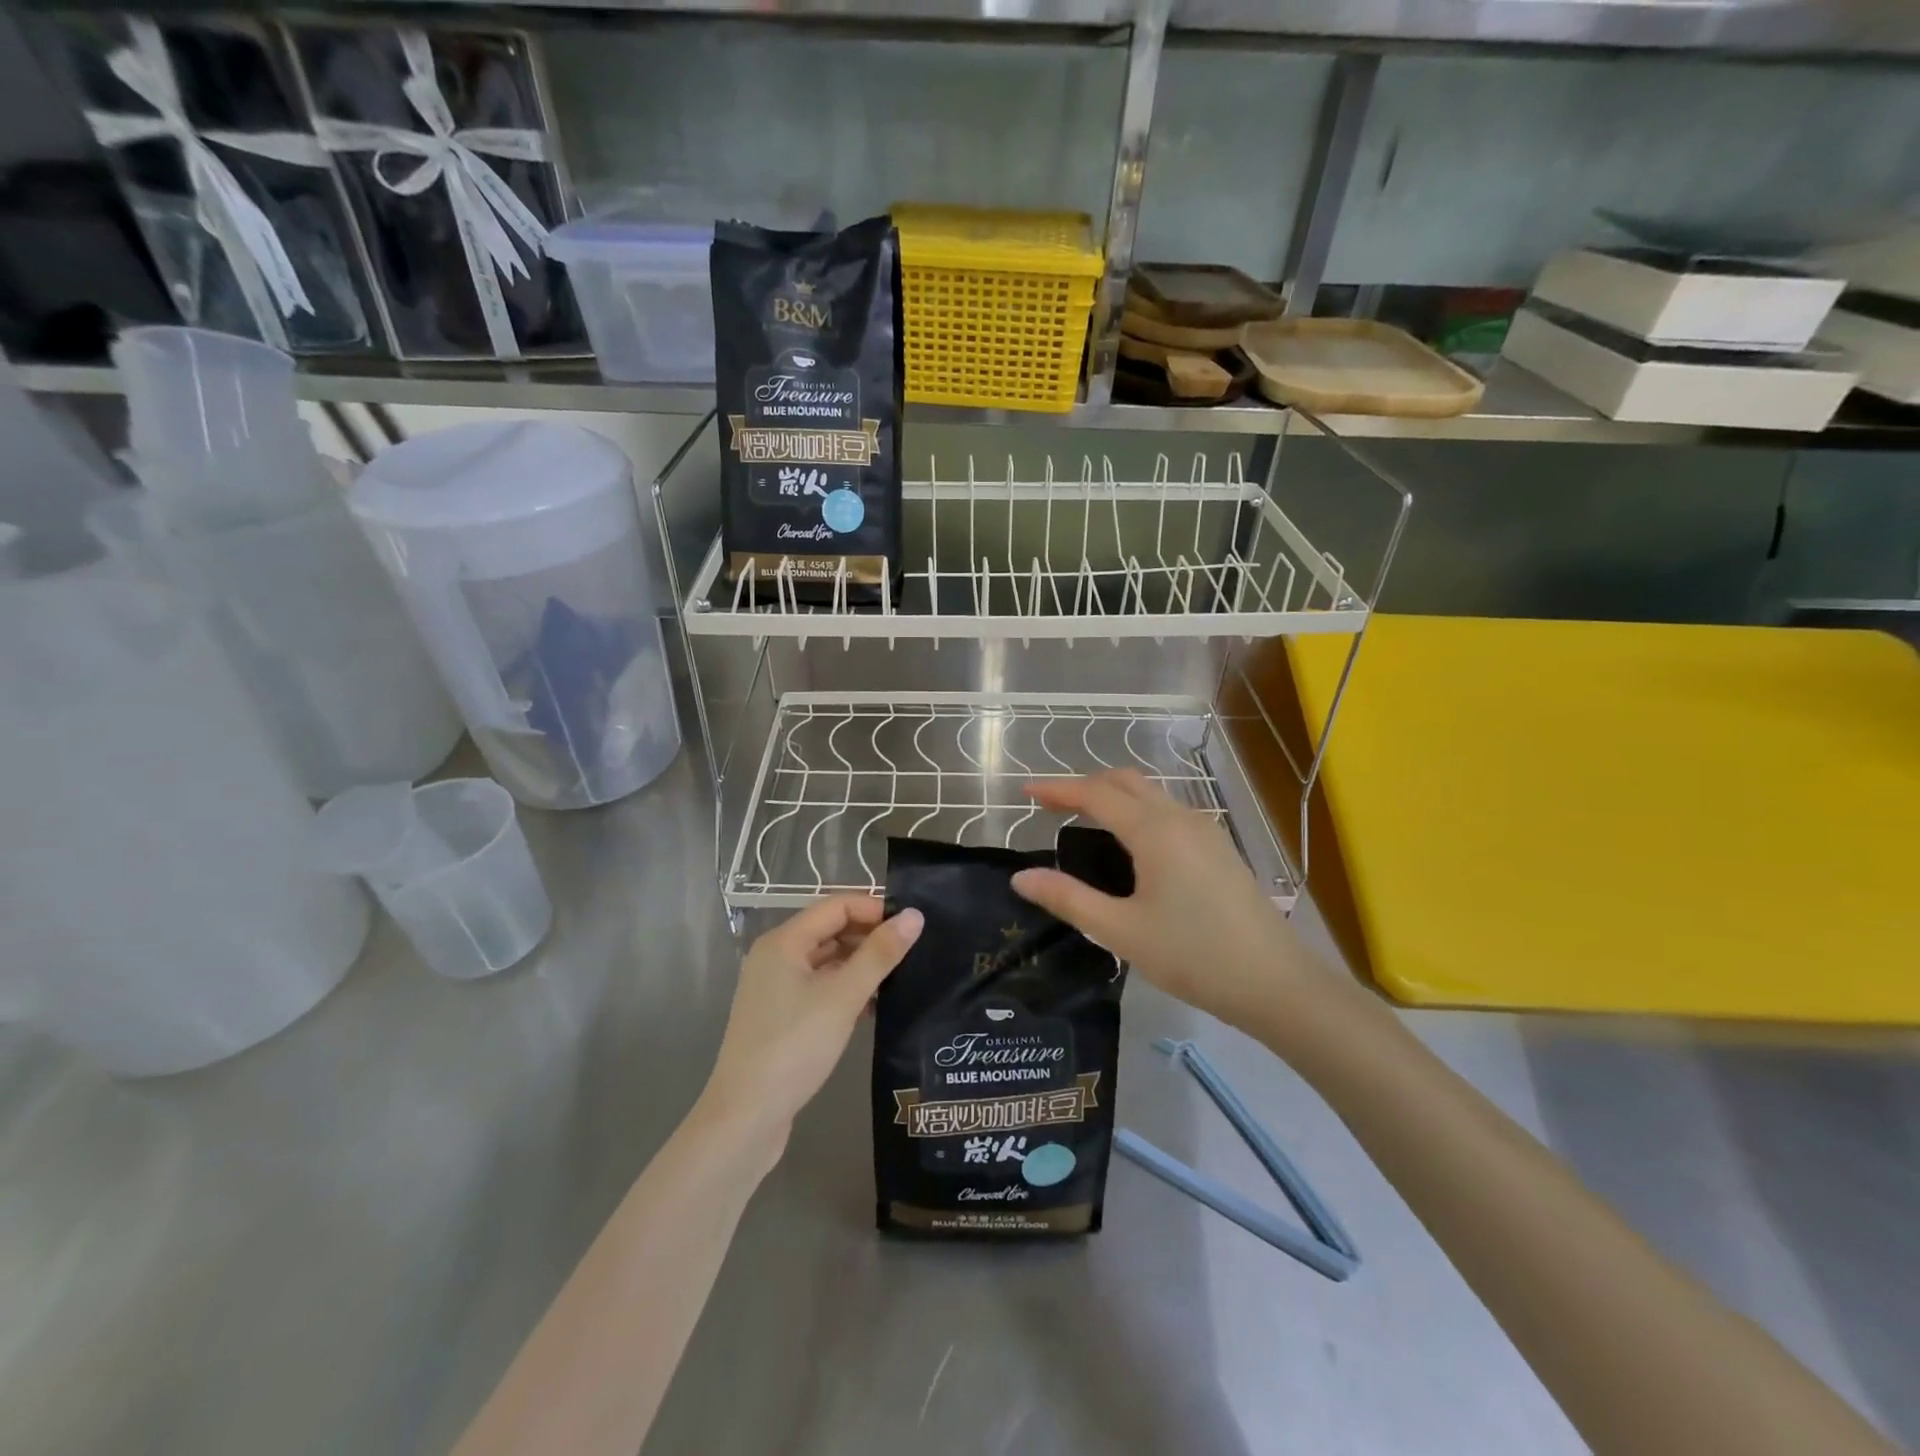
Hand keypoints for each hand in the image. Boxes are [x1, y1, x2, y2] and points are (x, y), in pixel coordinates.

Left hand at [700, 896, 923, 1153]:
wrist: (746, 1118)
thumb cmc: (794, 1047)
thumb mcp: (843, 997)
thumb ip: (880, 954)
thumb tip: (914, 915)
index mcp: (784, 942)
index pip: (837, 905)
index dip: (875, 909)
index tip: (912, 925)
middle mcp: (776, 956)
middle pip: (831, 930)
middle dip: (871, 936)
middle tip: (914, 951)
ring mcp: (776, 987)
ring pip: (827, 960)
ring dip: (861, 964)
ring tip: (902, 976)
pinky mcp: (782, 1016)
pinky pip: (821, 987)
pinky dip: (847, 988)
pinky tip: (876, 1005)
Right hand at [1010, 771, 1312, 1031]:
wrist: (1277, 983)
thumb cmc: (1194, 956)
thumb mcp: (1121, 931)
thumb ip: (1068, 899)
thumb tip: (1021, 878)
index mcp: (1154, 830)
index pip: (1096, 794)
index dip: (1058, 789)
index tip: (1026, 793)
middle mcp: (1180, 818)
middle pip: (1125, 782)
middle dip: (1085, 785)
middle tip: (1051, 806)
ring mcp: (1205, 831)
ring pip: (1150, 794)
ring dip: (1113, 796)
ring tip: (1083, 820)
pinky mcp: (1219, 848)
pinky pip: (1168, 812)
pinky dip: (1137, 811)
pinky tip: (1129, 844)